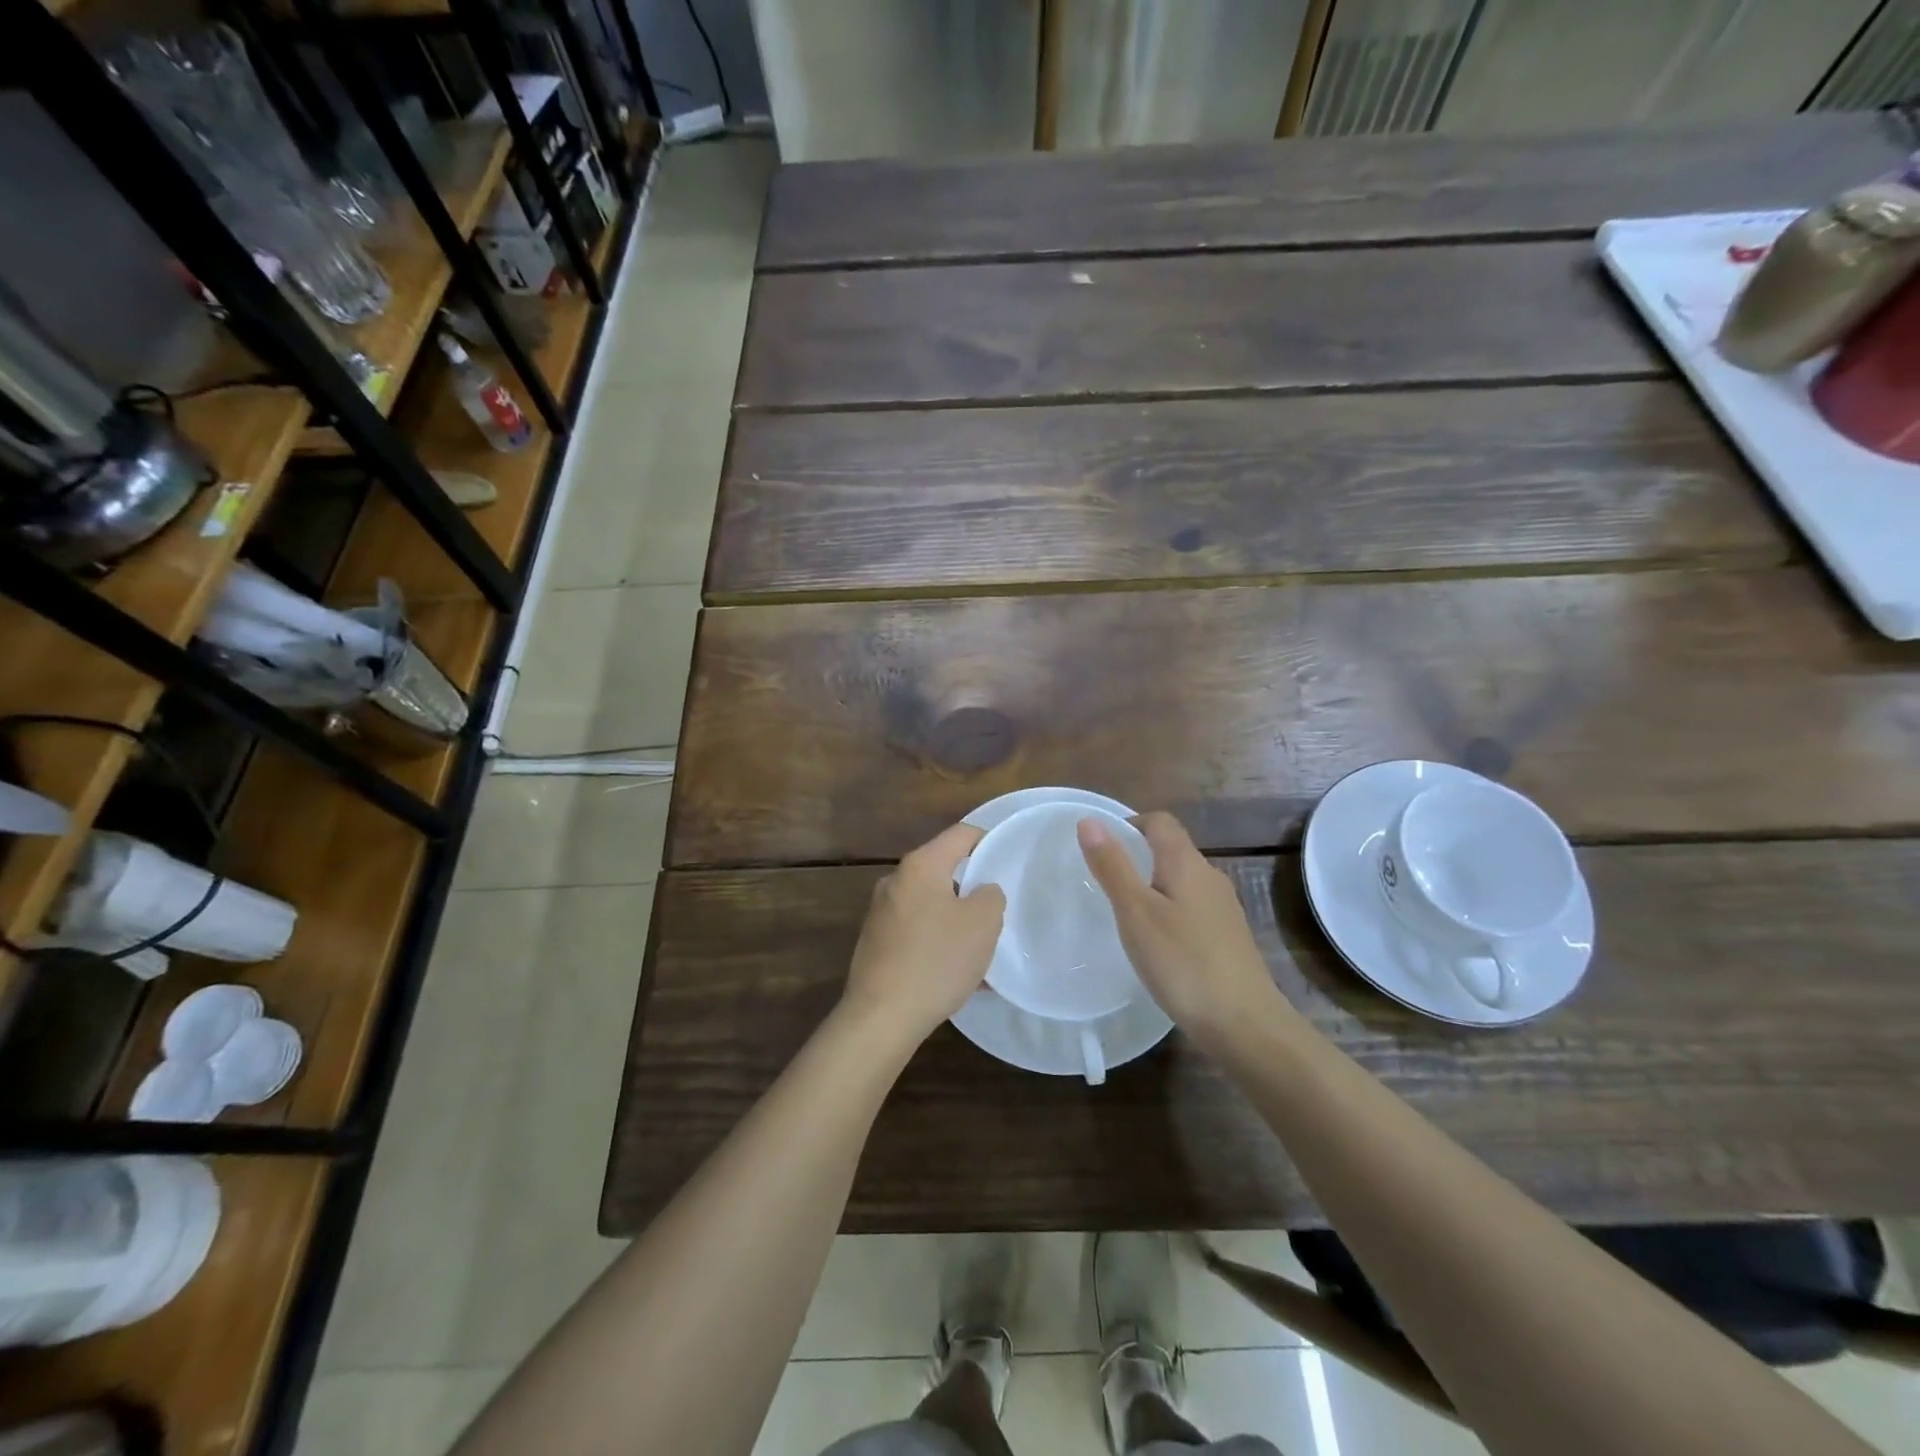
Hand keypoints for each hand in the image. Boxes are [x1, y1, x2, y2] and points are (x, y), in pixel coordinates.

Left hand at [841, 823, 1005, 1046]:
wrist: (881, 1016)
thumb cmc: (937, 960)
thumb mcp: (983, 924)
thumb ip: (991, 896)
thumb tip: (982, 891)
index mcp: (920, 865)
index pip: (961, 834)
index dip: (989, 840)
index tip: (1008, 861)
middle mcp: (895, 880)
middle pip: (943, 869)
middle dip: (972, 887)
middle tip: (996, 910)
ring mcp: (880, 912)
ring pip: (930, 903)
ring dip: (956, 919)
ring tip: (980, 948)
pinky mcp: (875, 941)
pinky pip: (916, 930)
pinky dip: (937, 941)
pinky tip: (955, 971)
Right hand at [1078, 811, 1284, 1046]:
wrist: (1244, 1024)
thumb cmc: (1182, 962)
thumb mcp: (1136, 912)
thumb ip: (1112, 865)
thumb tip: (1089, 820)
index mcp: (1186, 863)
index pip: (1159, 822)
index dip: (1130, 824)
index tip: (1101, 849)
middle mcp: (1210, 877)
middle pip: (1172, 849)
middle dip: (1138, 856)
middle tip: (1105, 883)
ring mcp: (1223, 909)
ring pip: (1182, 881)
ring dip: (1153, 886)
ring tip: (1125, 915)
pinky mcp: (1228, 937)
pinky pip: (1192, 908)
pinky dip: (1169, 912)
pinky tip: (1157, 944)